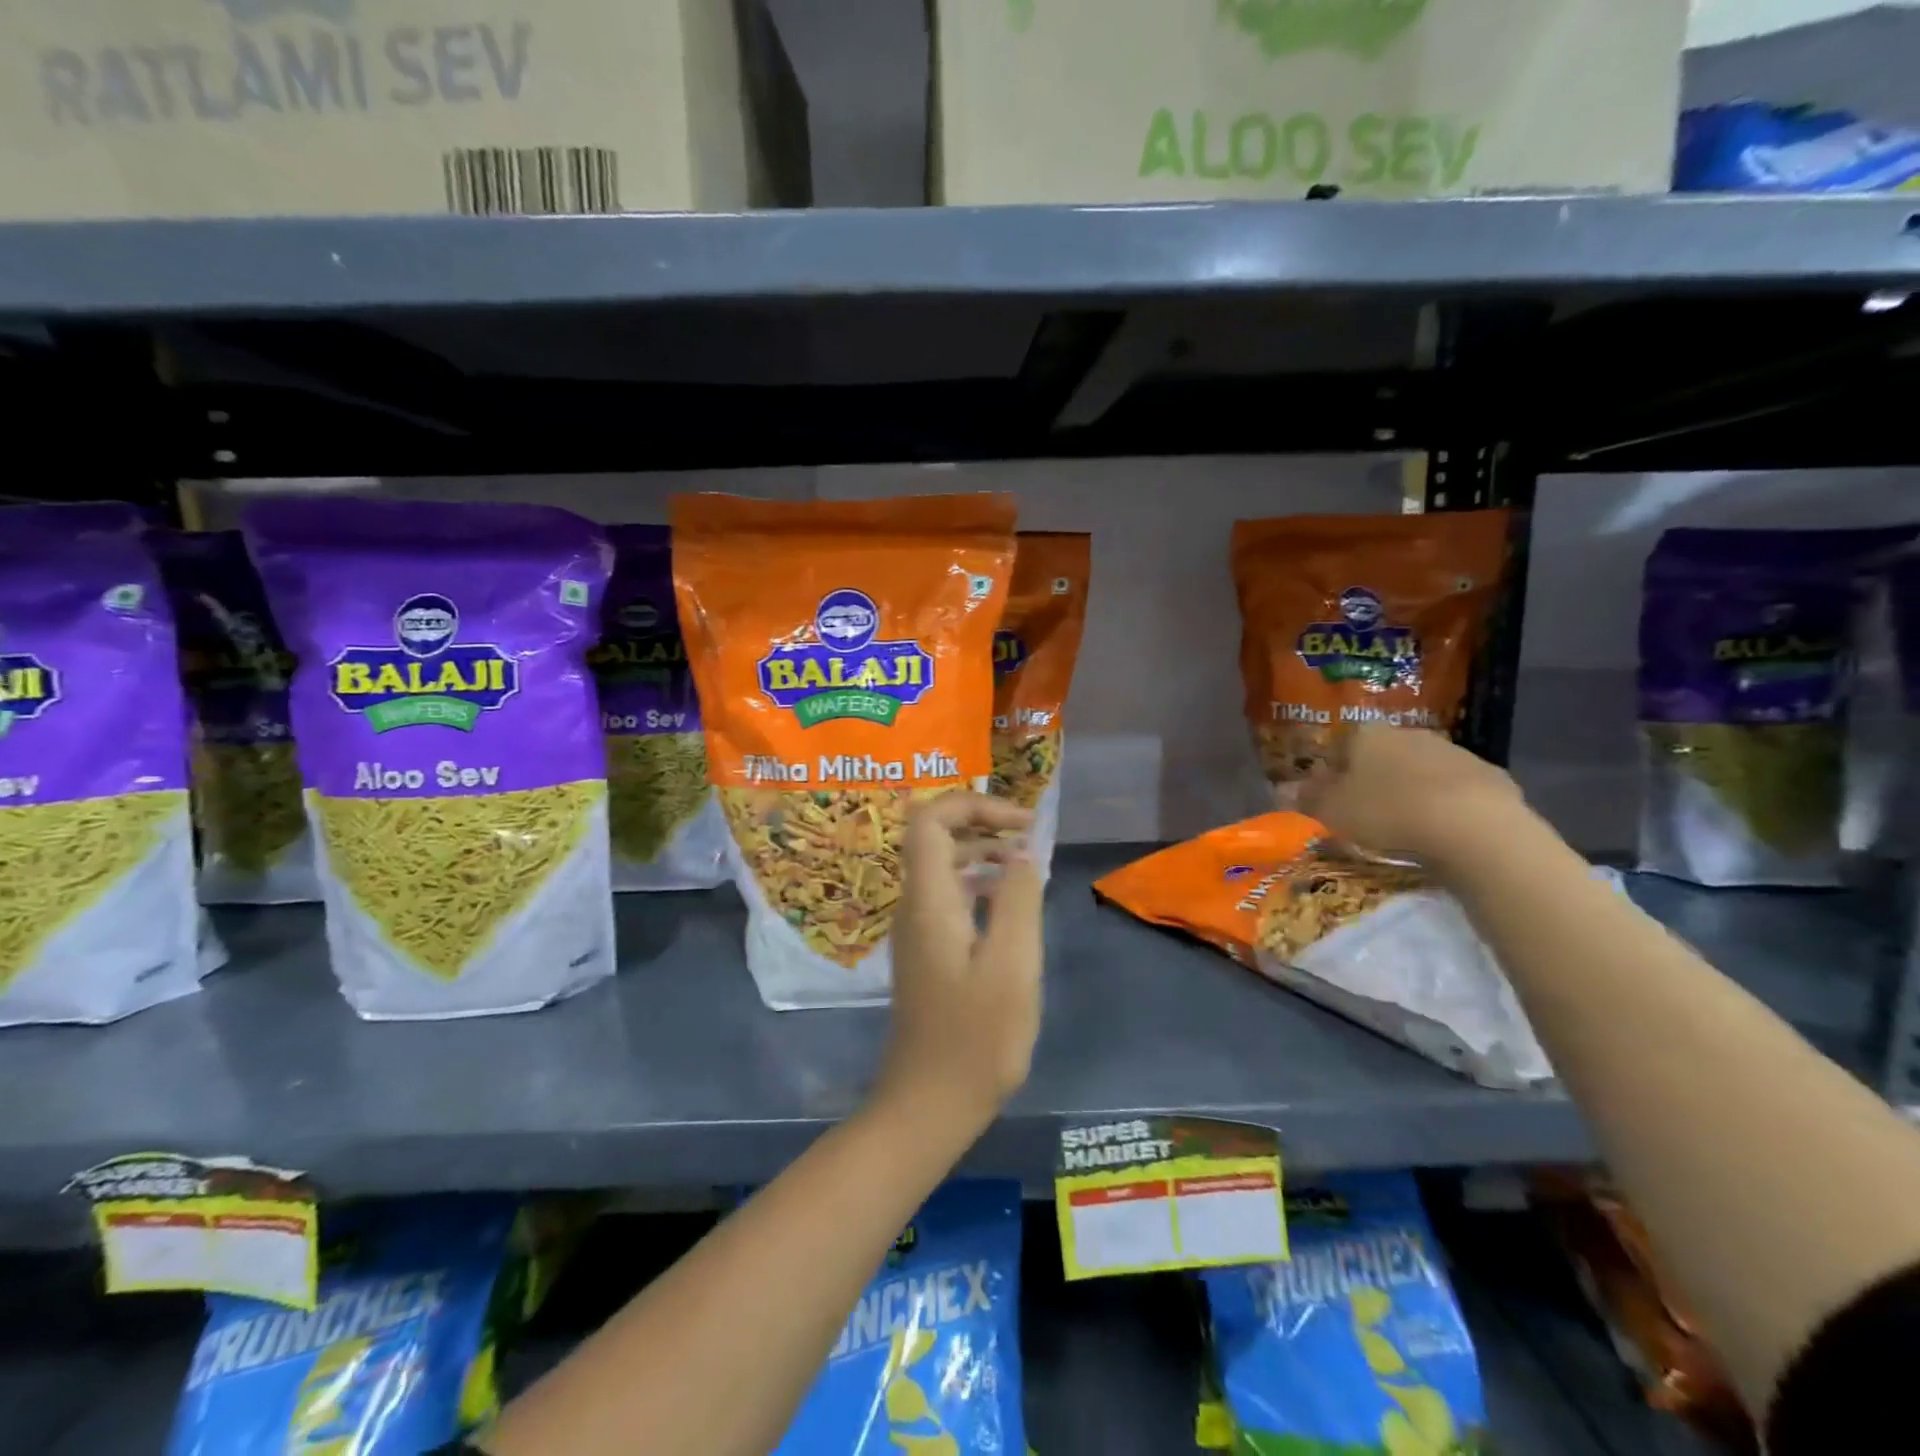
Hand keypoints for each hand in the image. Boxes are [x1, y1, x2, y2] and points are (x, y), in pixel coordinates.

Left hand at [875, 792, 1043, 1133]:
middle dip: (981, 822)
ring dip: (981, 852)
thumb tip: (1021, 852)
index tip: (1021, 822)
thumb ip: (1018, 899)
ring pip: (942, 866)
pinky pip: (949, 895)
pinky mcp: (927, 951)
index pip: (930, 820)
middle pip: (934, 836)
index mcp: (929, 900)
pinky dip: (979, 883)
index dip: (973, 805)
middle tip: (1029, 836)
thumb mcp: (1013, 964)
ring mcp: (917, 929)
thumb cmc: (976, 1037)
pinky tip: (1010, 903)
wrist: (929, 1103)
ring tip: (1027, 862)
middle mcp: (914, 905)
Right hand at [1297, 726, 1526, 869]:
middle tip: (1367, 815)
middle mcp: (1408, 733)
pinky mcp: (1490, 775)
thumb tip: (1285, 788)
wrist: (1472, 826)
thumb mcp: (1331, 812)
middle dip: (1374, 780)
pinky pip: (1457, 790)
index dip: (1333, 773)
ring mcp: (1453, 751)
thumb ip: (1307, 798)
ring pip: (1421, 770)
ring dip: (1412, 791)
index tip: (1332, 801)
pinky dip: (1448, 805)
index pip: (1340, 746)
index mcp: (1366, 735)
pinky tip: (1445, 832)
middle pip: (1382, 756)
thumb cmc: (1386, 812)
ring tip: (1408, 828)